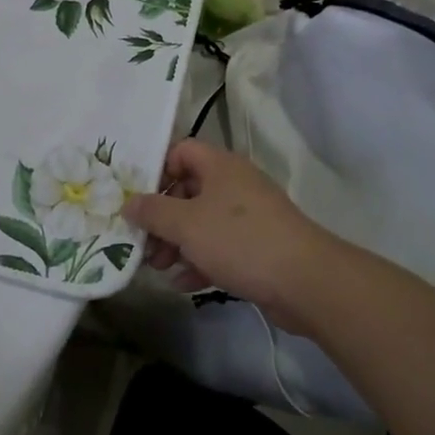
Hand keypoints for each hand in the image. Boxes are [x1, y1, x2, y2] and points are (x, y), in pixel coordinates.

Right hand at [124, 140, 345, 330]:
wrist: (305, 281)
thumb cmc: (239, 240)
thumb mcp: (186, 224)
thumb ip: (152, 212)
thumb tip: (129, 203)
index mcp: (220, 166)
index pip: (181, 151)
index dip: (157, 170)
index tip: (138, 198)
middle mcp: (234, 185)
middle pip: (187, 190)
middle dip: (162, 218)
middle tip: (143, 242)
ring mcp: (249, 217)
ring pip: (202, 222)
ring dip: (176, 243)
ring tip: (158, 267)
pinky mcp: (258, 247)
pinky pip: (220, 247)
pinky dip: (200, 261)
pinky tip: (183, 283)